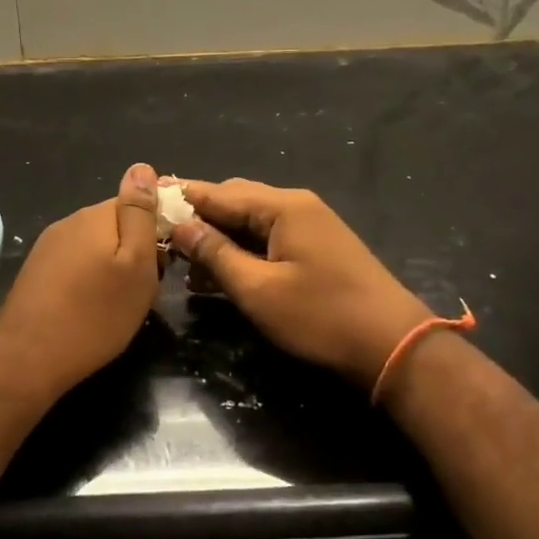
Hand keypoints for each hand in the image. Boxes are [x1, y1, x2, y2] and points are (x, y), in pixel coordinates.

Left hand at [0, 162, 163, 402]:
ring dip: (112, 266)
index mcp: (96, 215)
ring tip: (120, 302)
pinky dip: (89, 281)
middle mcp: (69, 222)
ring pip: (94, 246)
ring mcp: (48, 247)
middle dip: (135, 249)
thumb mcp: (135, 265)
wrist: (28, 359)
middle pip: (115, 225)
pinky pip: (75, 265)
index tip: (166, 261)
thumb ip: (140, 214)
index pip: (138, 202)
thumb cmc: (96, 314)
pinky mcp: (37, 272)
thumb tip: (142, 166)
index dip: (158, 228)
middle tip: (146, 288)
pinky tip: (91, 308)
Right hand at [171, 179, 429, 390]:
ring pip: (251, 221)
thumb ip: (215, 254)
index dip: (180, 199)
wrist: (392, 345)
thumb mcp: (258, 289)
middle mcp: (296, 205)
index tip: (145, 202)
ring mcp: (310, 226)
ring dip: (218, 237)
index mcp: (282, 206)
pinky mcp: (317, 248)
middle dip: (198, 218)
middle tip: (161, 237)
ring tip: (182, 261)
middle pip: (234, 201)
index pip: (217, 193)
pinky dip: (242, 250)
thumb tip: (179, 226)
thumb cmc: (321, 316)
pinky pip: (268, 238)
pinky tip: (218, 272)